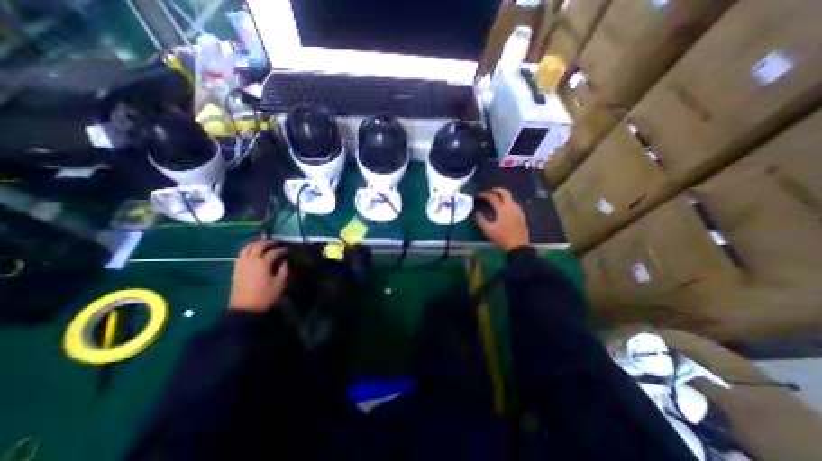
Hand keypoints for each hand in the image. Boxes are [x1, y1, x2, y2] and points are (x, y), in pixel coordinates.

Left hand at [230, 240, 289, 312]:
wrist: (245, 309)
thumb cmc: (265, 296)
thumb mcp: (280, 284)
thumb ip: (283, 270)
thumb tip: (284, 261)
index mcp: (263, 263)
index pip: (274, 251)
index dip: (282, 249)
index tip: (288, 250)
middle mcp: (251, 260)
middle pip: (259, 246)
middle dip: (268, 242)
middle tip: (276, 242)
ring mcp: (241, 264)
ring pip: (247, 248)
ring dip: (256, 244)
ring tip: (263, 244)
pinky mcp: (236, 269)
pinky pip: (241, 254)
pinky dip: (248, 250)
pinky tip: (253, 253)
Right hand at [476, 187, 525, 251]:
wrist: (518, 246)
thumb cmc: (502, 238)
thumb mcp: (488, 230)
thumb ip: (481, 220)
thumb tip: (477, 213)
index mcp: (502, 209)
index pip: (492, 197)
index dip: (484, 195)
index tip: (479, 195)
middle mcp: (511, 207)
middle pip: (505, 193)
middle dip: (496, 190)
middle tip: (489, 192)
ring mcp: (518, 210)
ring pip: (510, 198)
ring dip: (503, 196)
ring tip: (496, 199)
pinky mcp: (521, 215)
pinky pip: (514, 204)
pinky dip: (507, 202)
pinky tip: (504, 208)